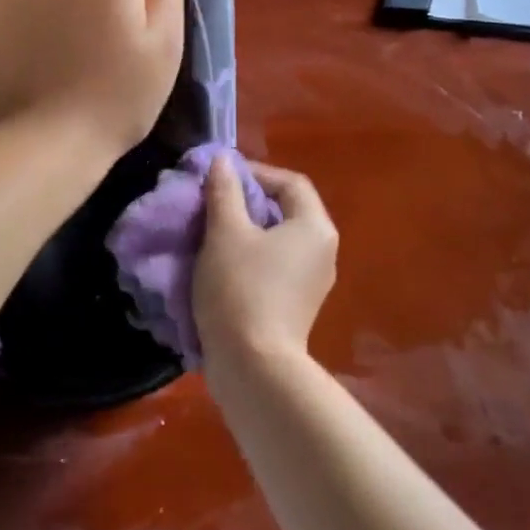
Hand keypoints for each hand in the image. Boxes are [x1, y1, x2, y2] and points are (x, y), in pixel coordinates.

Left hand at [0, 0, 184, 161]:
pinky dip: (25, 23)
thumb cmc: (119, 99)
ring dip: (59, 9)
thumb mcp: (166, 45)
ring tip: (62, 59)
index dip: (134, 1)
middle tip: (96, 52)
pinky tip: (32, 60)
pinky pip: (16, 4)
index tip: (127, 39)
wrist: (47, 143)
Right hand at [194, 156, 338, 372]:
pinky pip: (273, 266)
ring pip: (275, 240)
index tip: (218, 178)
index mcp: (314, 228)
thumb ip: (224, 191)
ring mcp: (310, 282)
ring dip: (242, 230)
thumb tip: (222, 162)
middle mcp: (322, 252)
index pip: (289, 182)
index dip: (253, 172)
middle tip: (209, 203)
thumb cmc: (241, 288)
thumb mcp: (226, 232)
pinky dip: (247, 257)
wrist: (253, 367)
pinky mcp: (295, 306)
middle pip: (283, 210)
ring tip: (207, 231)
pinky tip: (218, 264)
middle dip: (244, 201)